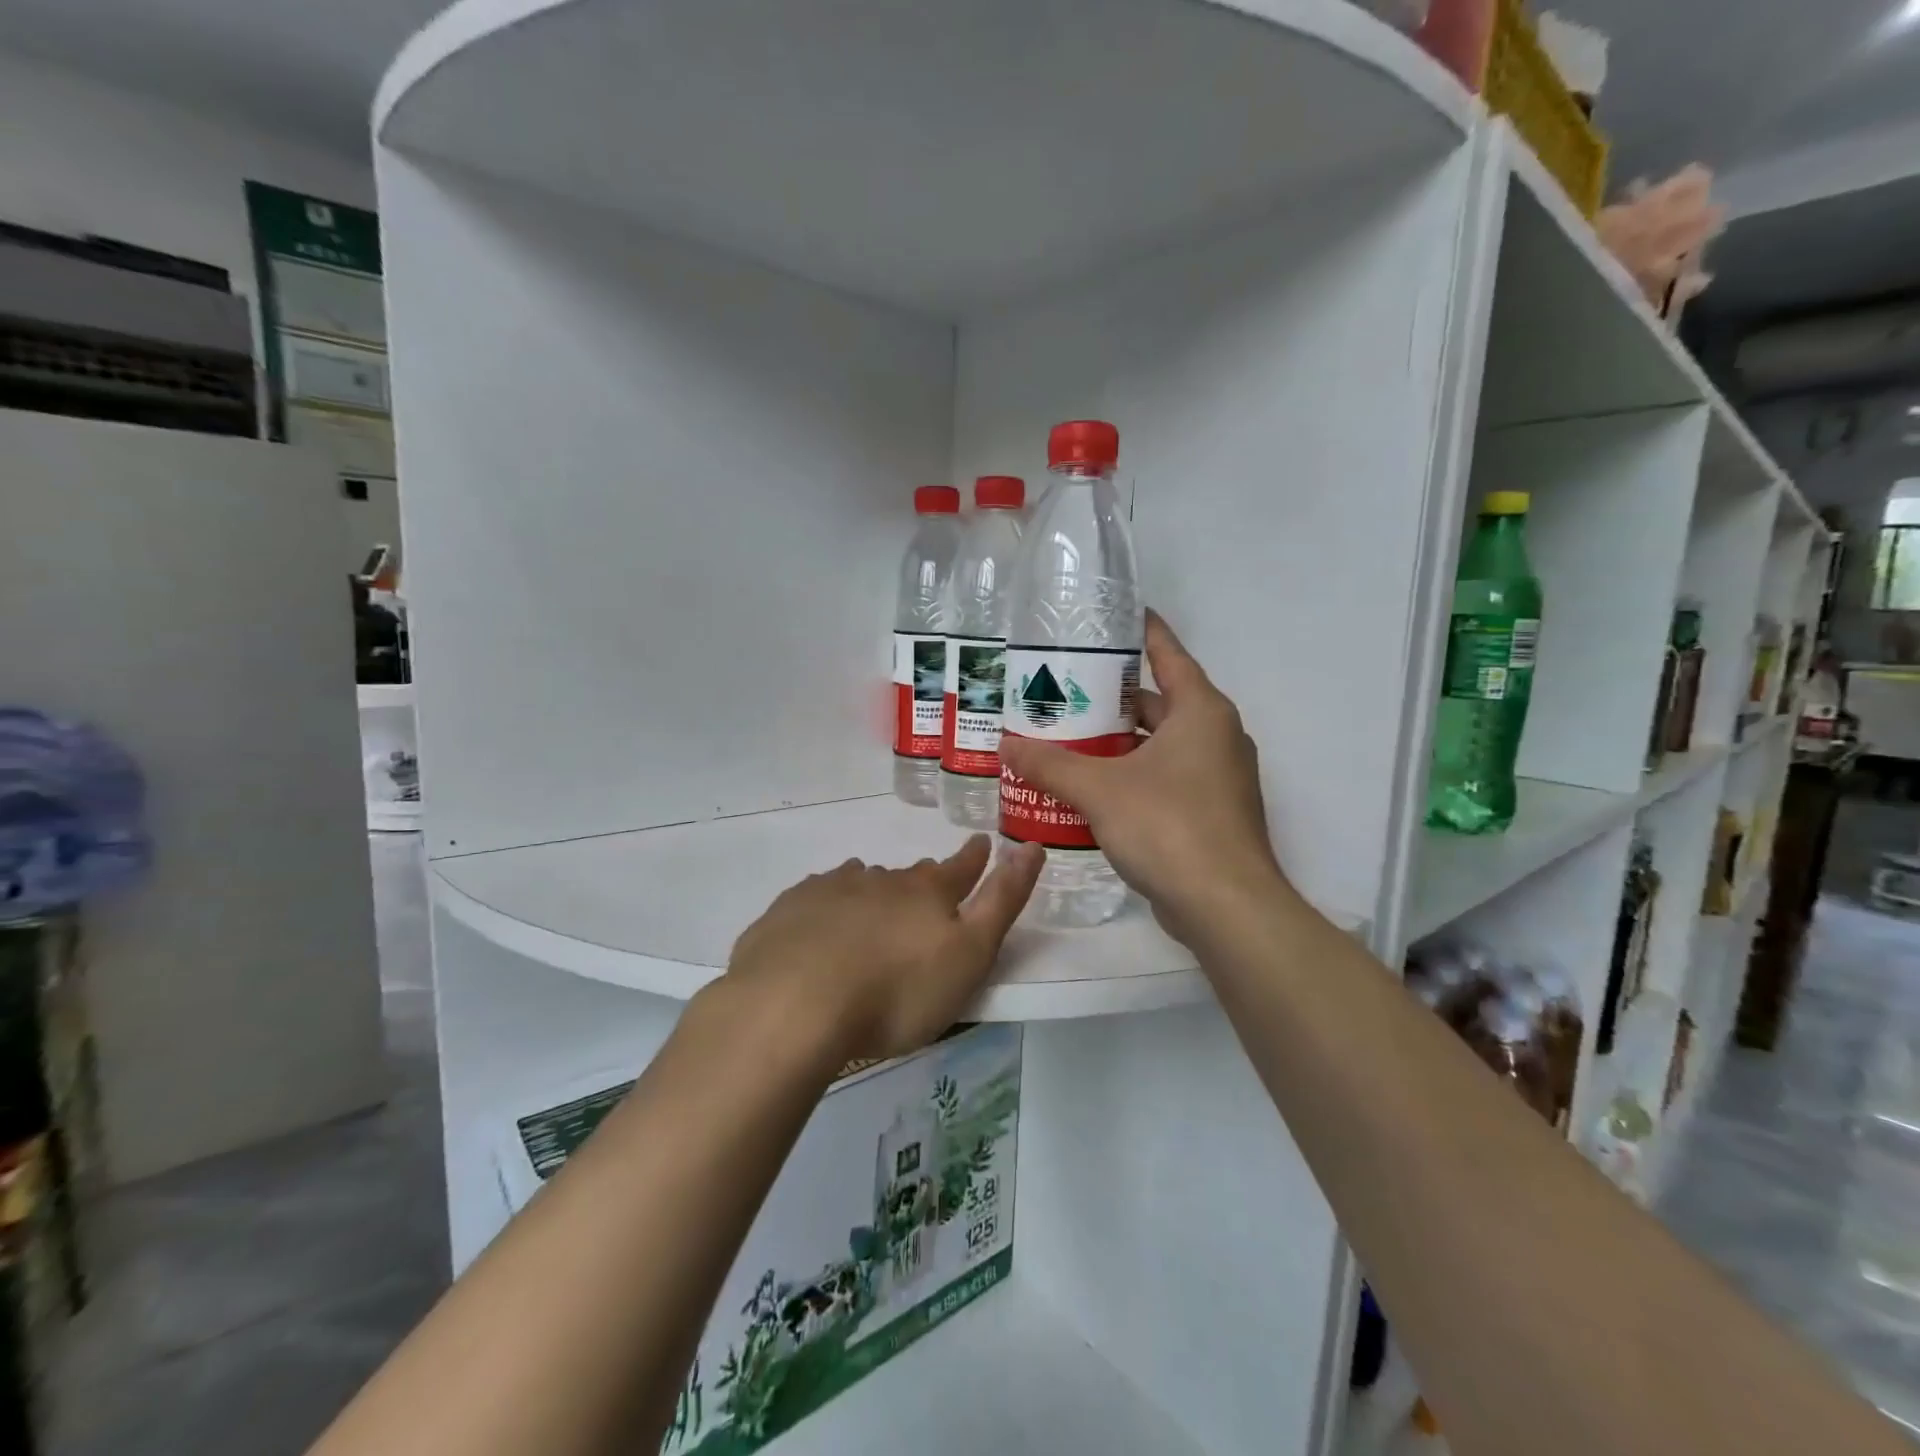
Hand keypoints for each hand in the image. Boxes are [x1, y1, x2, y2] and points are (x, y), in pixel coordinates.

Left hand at [723, 836, 1042, 1060]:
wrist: (793, 1004)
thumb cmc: (896, 992)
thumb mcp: (968, 955)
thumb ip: (1002, 902)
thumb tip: (1032, 847)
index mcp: (926, 893)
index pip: (960, 868)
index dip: (975, 857)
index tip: (981, 842)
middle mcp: (880, 880)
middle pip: (909, 875)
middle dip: (923, 879)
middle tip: (927, 889)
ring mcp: (831, 890)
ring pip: (862, 880)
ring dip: (874, 890)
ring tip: (874, 908)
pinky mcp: (790, 910)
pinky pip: (818, 897)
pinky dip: (829, 905)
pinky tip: (822, 922)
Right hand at [998, 611, 1289, 944]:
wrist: (1226, 906)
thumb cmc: (1168, 827)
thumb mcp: (1100, 790)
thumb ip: (1051, 765)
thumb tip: (1006, 745)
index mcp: (1201, 712)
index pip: (1169, 654)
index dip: (1142, 632)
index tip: (1114, 617)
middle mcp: (1216, 736)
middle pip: (1159, 701)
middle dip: (1113, 696)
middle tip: (1065, 688)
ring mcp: (1218, 778)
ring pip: (1160, 744)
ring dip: (1119, 741)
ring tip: (1068, 737)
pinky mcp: (1211, 813)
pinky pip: (1165, 778)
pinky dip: (1132, 774)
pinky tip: (1091, 787)